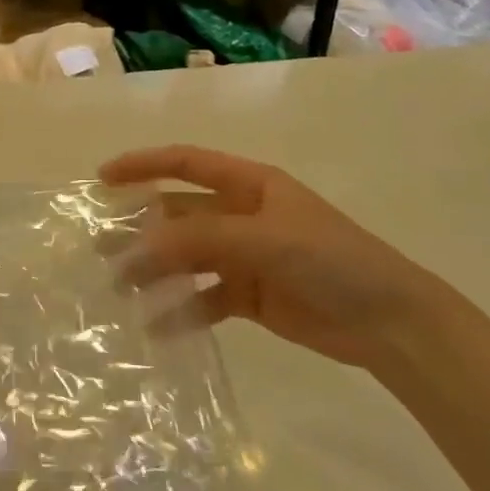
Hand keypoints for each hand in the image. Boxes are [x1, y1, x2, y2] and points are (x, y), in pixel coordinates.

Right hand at [100, 145, 460, 368]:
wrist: (389, 322)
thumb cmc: (330, 260)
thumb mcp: (262, 238)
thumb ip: (198, 238)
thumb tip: (139, 247)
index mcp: (248, 184)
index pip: (185, 163)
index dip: (143, 165)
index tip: (102, 179)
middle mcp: (241, 215)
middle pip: (179, 214)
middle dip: (140, 228)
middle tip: (100, 248)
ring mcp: (244, 256)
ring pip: (186, 257)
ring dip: (155, 271)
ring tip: (120, 289)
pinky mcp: (249, 296)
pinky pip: (204, 297)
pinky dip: (181, 310)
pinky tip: (158, 327)